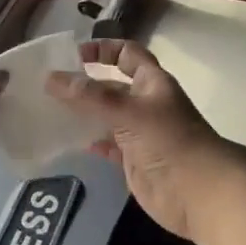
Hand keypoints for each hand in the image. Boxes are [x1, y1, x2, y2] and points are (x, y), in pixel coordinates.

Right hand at [46, 40, 238, 239]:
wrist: (199, 194)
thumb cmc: (170, 142)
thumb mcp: (129, 112)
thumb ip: (90, 96)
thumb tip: (51, 78)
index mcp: (152, 83)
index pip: (127, 54)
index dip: (103, 49)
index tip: (73, 55)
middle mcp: (145, 104)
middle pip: (111, 86)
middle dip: (84, 84)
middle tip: (46, 86)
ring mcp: (139, 133)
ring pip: (106, 116)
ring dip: (82, 113)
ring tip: (49, 110)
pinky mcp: (133, 160)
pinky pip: (107, 144)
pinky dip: (90, 141)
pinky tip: (69, 140)